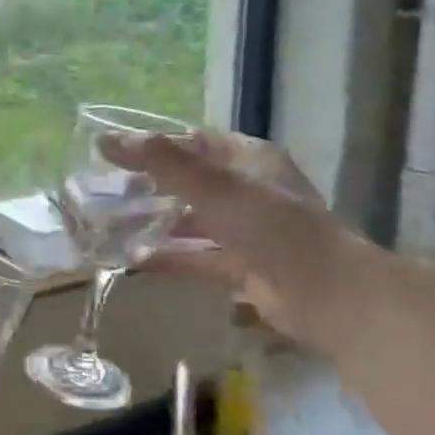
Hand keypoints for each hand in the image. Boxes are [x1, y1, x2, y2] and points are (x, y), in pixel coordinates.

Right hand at [103, 131, 392, 353]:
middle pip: (192, 182)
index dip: (156, 145)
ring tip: (114, 224)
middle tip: (108, 190)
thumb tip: (107, 140)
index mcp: (250, 159)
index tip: (115, 153)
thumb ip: (162, 163)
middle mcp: (249, 191)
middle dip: (151, 186)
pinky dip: (170, 256)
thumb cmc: (272, 226)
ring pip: (193, 221)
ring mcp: (247, 232)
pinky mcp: (242, 268)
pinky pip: (198, 257)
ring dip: (158, 222)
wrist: (326, 293)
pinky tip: (135, 258)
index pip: (195, 142)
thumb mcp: (214, 187)